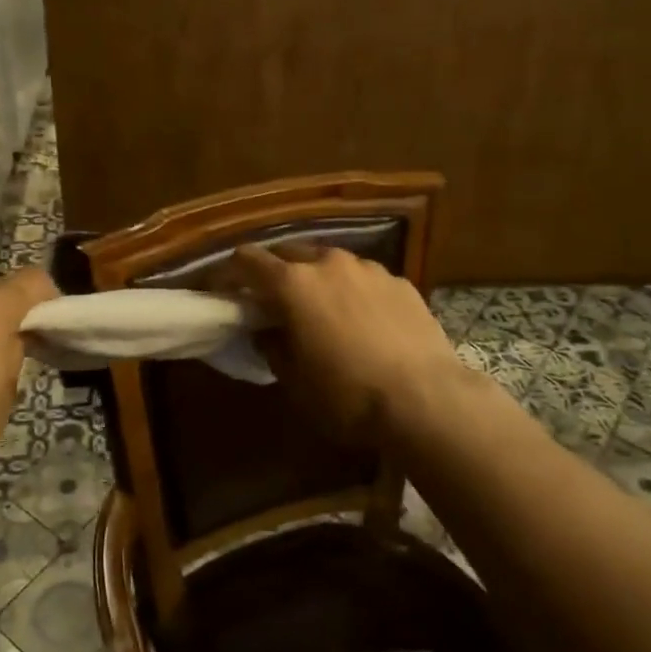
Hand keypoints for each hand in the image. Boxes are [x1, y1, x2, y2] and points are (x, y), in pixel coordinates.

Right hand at [231, 244, 469, 441]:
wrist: (427, 399)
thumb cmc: (349, 395)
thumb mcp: (296, 382)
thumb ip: (273, 347)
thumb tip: (267, 332)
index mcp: (293, 284)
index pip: (247, 260)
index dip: (229, 272)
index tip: (223, 289)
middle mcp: (328, 263)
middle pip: (288, 252)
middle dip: (274, 272)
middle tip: (272, 300)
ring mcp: (368, 268)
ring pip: (329, 261)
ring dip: (316, 278)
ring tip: (322, 308)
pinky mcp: (400, 281)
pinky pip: (363, 278)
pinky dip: (352, 290)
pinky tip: (364, 320)